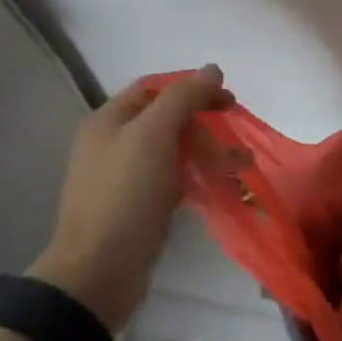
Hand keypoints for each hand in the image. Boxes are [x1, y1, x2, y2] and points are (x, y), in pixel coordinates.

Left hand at [28, 66, 235, 331]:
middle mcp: (113, 143)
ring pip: (175, 151)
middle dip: (206, 126)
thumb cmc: (124, 195)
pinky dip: (199, 177)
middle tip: (237, 140)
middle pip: (168, 120)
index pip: (155, 88)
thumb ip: (183, 98)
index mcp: (109, 120)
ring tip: (243, 167)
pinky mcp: (139, 206)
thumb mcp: (153, 136)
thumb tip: (213, 69)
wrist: (98, 271)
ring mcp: (125, 177)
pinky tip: (221, 186)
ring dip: (210, 153)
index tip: (228, 100)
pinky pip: (174, 179)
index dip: (193, 87)